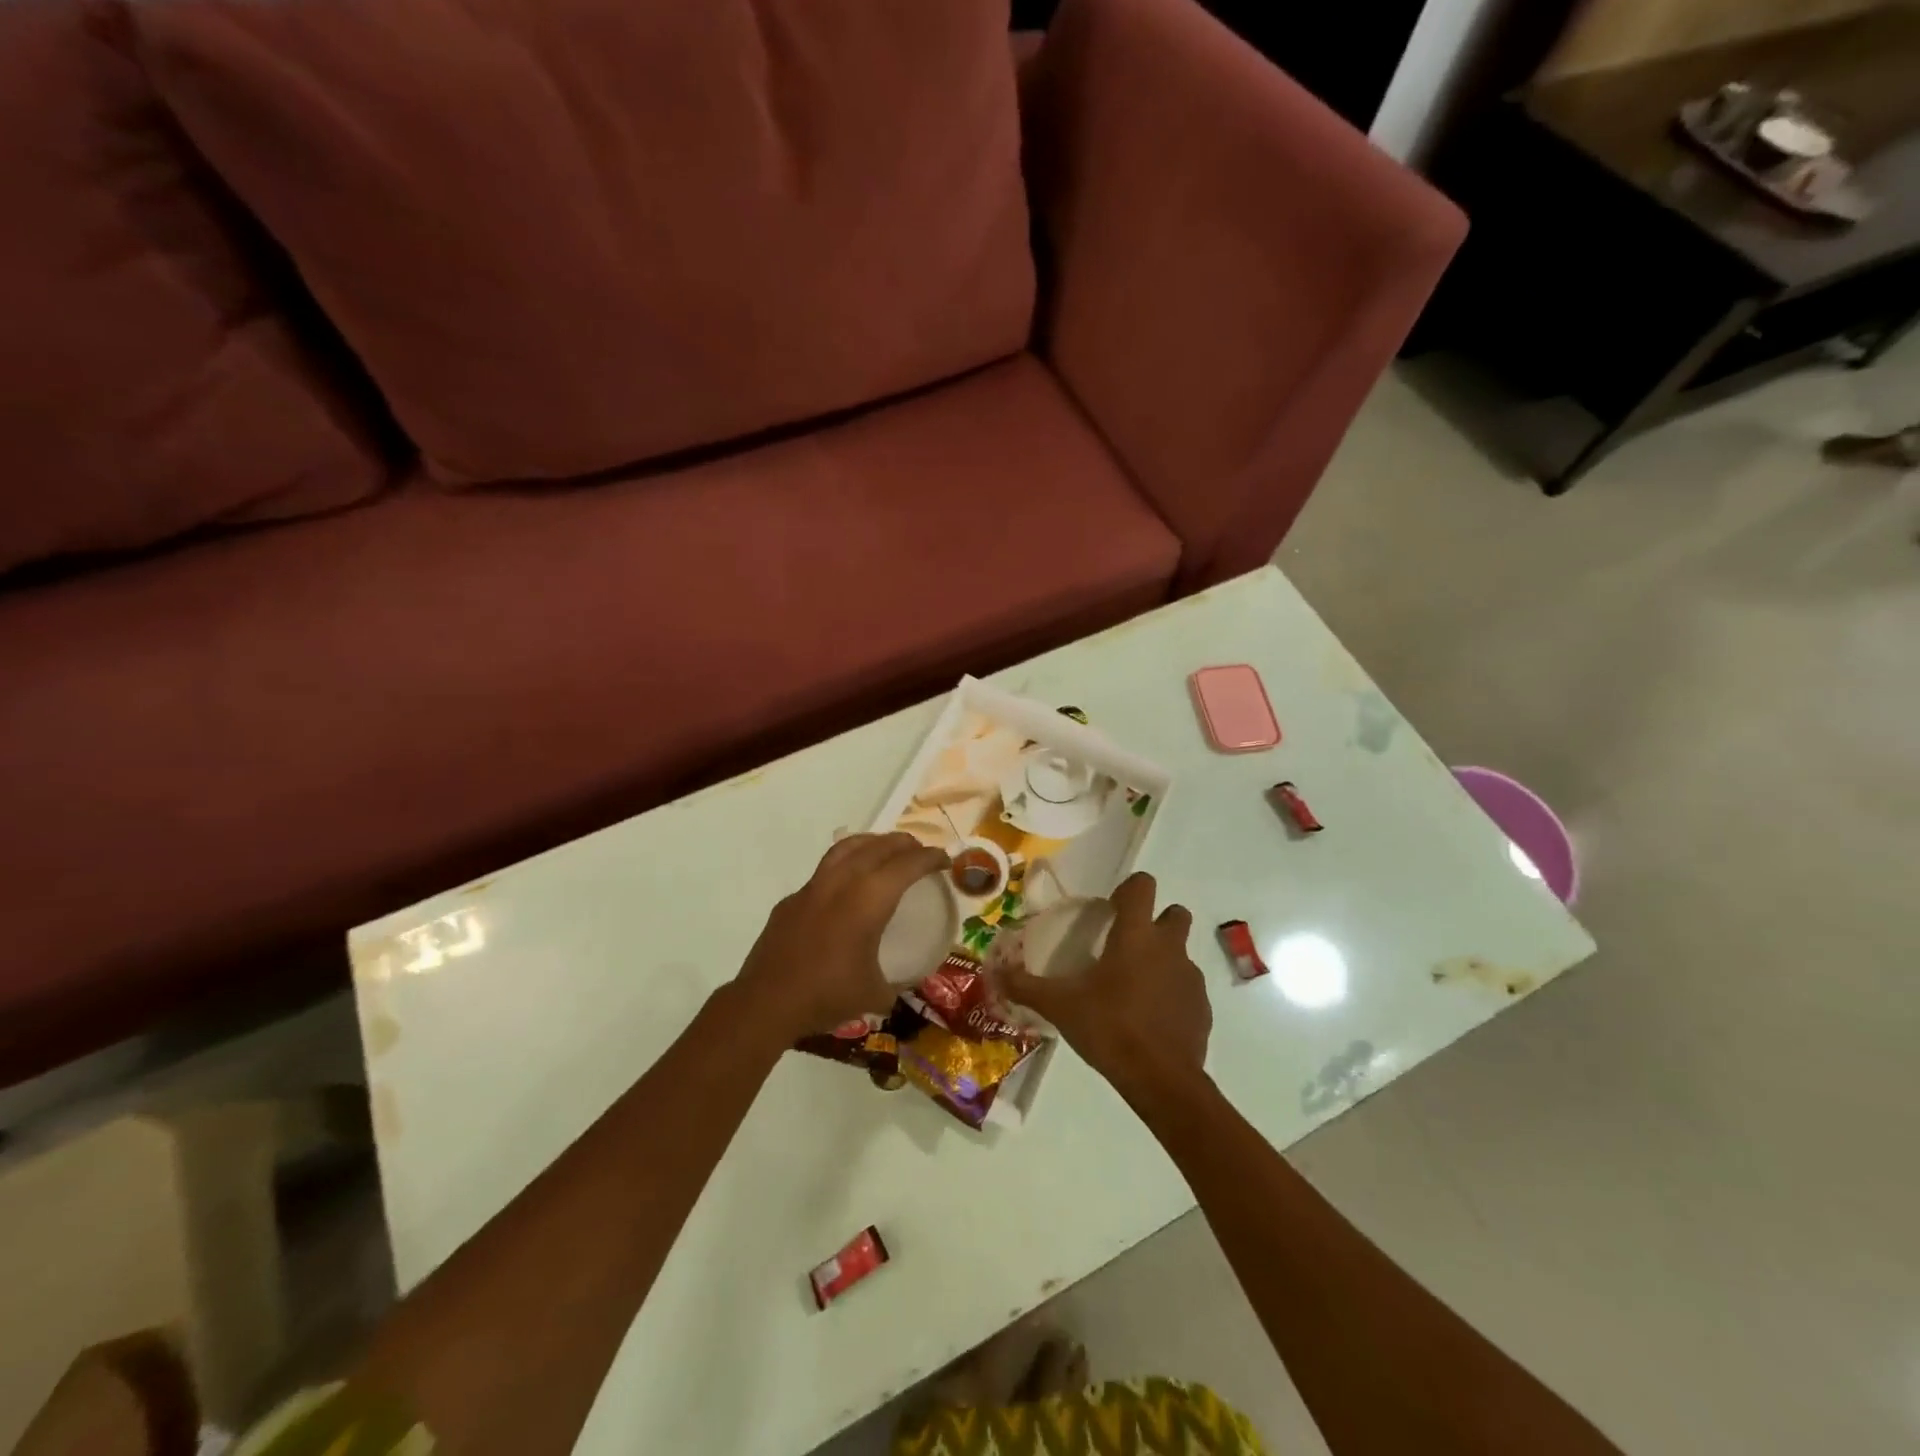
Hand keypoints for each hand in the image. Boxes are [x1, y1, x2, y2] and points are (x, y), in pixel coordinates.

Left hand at [734, 832, 949, 1040]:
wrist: (766, 1002)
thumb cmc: (827, 995)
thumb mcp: (874, 993)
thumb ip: (894, 983)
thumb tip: (902, 983)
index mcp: (868, 900)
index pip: (908, 865)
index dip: (930, 858)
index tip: (945, 861)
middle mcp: (842, 882)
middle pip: (879, 847)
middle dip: (904, 844)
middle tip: (920, 852)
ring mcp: (813, 887)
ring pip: (847, 848)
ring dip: (872, 843)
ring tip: (885, 850)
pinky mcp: (792, 900)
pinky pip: (824, 871)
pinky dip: (844, 867)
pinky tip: (846, 887)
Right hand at [998, 872, 1210, 1105]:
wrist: (1162, 1080)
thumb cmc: (1110, 1029)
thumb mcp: (1060, 1006)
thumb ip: (1025, 986)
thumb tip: (995, 973)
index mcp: (1136, 936)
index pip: (1143, 885)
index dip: (1129, 889)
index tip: (1111, 909)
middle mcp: (1169, 947)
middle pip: (1175, 913)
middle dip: (1157, 920)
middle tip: (1128, 944)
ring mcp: (1190, 978)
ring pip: (1181, 953)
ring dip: (1163, 960)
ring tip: (1133, 987)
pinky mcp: (1202, 1008)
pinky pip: (1186, 989)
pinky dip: (1171, 994)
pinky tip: (1149, 1019)